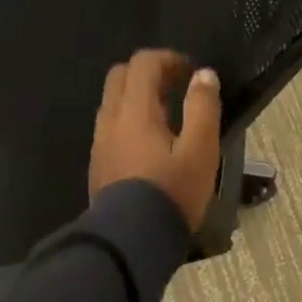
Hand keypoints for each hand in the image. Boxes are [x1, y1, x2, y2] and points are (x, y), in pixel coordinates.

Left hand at [88, 49, 222, 232]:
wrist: (131, 241)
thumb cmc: (172, 193)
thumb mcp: (200, 151)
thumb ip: (203, 108)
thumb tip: (204, 75)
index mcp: (135, 111)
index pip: (143, 63)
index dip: (168, 59)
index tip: (191, 73)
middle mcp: (110, 120)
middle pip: (120, 76)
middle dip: (148, 73)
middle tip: (176, 89)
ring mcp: (100, 144)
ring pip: (113, 103)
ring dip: (137, 99)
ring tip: (168, 119)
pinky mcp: (98, 165)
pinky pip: (111, 128)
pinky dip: (129, 122)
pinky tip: (150, 147)